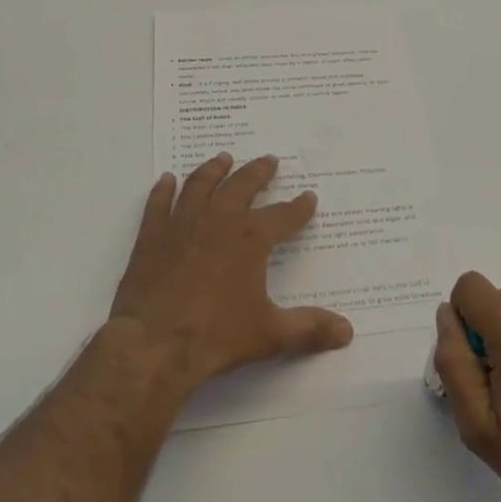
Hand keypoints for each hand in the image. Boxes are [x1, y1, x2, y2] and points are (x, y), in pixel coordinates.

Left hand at [109, 153, 353, 390]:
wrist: (154, 344)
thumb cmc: (216, 336)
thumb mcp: (270, 335)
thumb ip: (309, 329)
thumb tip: (348, 331)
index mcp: (251, 238)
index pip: (284, 215)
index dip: (299, 207)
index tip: (309, 197)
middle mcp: (219, 219)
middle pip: (242, 185)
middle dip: (259, 172)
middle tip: (269, 160)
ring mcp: (182, 223)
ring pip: (201, 184)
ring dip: (214, 169)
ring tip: (223, 158)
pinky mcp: (152, 235)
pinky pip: (159, 202)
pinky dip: (163, 189)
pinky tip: (166, 180)